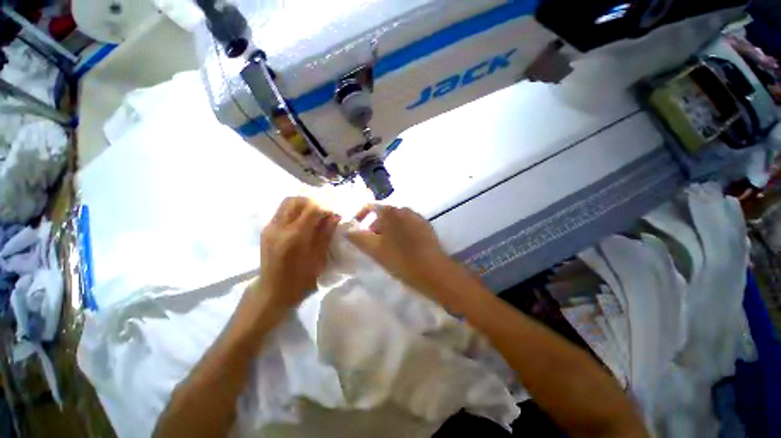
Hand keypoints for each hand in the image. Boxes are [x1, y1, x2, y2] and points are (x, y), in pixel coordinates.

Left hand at [250, 197, 339, 310]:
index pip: (311, 208)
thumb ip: (326, 234)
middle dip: (314, 200)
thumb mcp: (318, 259)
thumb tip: (335, 216)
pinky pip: (282, 210)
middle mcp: (279, 228)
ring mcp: (270, 227)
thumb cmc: (300, 281)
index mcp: (295, 237)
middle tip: (325, 210)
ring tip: (315, 213)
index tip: (334, 212)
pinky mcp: (267, 229)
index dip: (325, 206)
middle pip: (296, 200)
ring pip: (287, 202)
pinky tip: (304, 219)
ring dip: (303, 203)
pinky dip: (295, 209)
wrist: (272, 292)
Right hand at [347, 205, 455, 296]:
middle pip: (384, 214)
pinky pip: (408, 225)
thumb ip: (358, 238)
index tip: (356, 229)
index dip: (361, 216)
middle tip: (371, 243)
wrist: (433, 270)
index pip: (370, 207)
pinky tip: (402, 247)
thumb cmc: (400, 259)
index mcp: (391, 212)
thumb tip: (348, 230)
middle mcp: (405, 209)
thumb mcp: (374, 250)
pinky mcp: (426, 226)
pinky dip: (400, 232)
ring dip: (388, 230)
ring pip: (396, 220)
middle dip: (375, 226)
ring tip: (386, 247)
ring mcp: (417, 217)